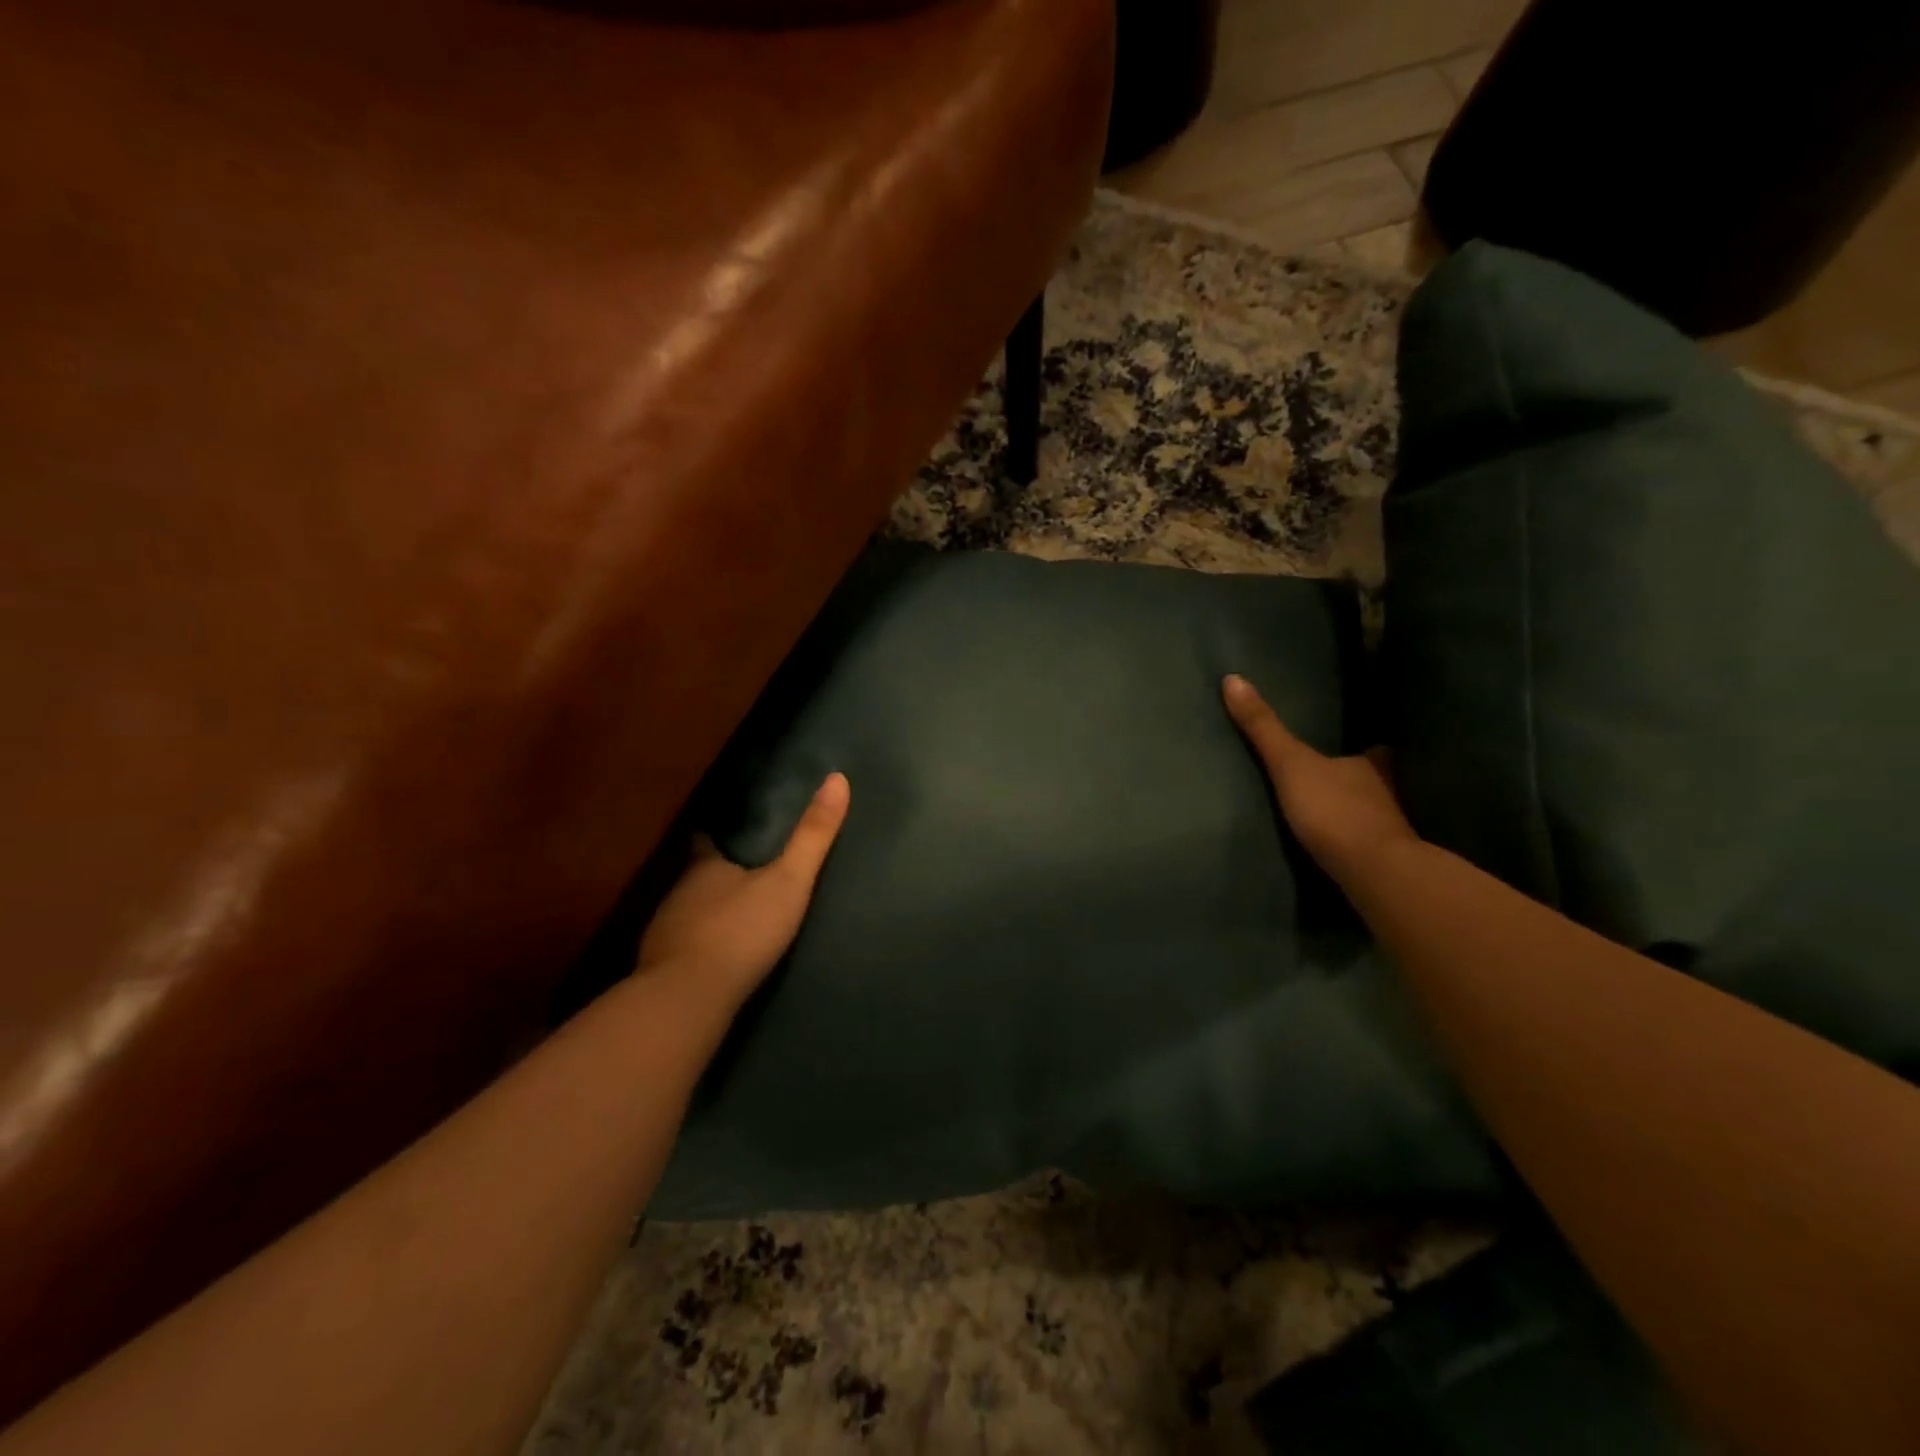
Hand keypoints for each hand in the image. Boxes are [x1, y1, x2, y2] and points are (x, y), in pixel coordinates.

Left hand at [637, 772, 850, 1008]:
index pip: (704, 841)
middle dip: (712, 875)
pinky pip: (679, 947)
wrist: (689, 996)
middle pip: (694, 877)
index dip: (714, 836)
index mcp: (705, 867)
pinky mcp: (659, 968)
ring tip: (726, 914)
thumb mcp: (788, 881)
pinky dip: (693, 944)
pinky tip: (708, 956)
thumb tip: (838, 778)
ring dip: (702, 910)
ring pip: (684, 911)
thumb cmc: (741, 930)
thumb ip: (812, 836)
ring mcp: (664, 931)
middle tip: (737, 874)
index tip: (723, 830)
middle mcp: (678, 893)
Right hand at [1222, 675, 1415, 882]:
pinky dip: (1362, 843)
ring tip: (1339, 814)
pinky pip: (1373, 845)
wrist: (1373, 872)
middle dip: (1363, 781)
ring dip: (1362, 812)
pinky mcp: (1386, 863)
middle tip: (1342, 780)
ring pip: (1376, 813)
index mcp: (1369, 766)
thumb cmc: (1333, 809)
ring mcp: (1391, 830)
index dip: (1369, 748)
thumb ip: (1263, 728)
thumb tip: (1232, 678)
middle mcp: (1386, 793)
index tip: (1365, 744)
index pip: (1373, 751)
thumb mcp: (1289, 763)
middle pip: (1375, 782)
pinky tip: (1347, 849)